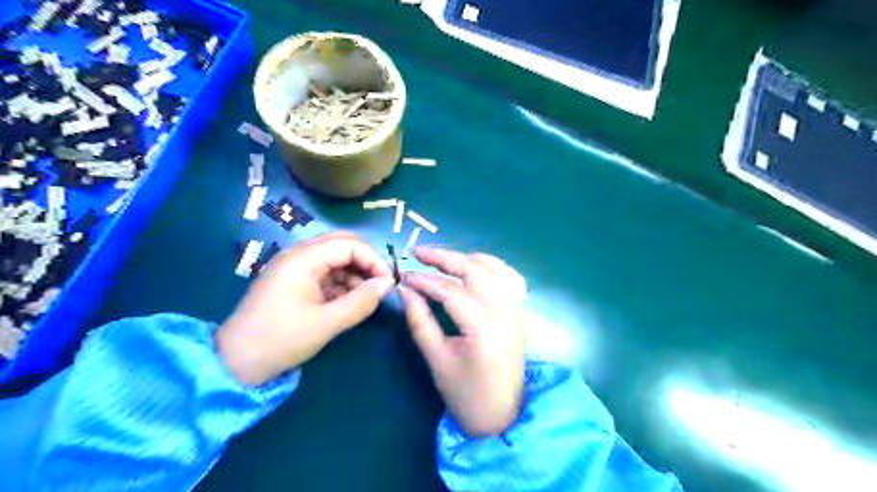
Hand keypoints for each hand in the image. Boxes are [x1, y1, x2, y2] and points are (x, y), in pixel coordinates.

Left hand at [218, 232, 394, 386]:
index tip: (388, 283)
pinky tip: (348, 302)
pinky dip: (342, 283)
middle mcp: (299, 255)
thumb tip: (388, 284)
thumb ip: (361, 302)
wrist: (235, 363)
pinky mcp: (294, 282)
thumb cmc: (281, 340)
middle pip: (342, 245)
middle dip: (365, 263)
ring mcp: (295, 268)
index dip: (373, 259)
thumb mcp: (326, 323)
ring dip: (355, 274)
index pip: (349, 244)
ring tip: (365, 298)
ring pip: (335, 259)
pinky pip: (326, 273)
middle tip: (380, 285)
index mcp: (303, 259)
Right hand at [400, 248, 527, 434]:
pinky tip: (475, 267)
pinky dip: (491, 266)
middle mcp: (506, 314)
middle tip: (419, 253)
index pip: (451, 292)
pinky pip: (510, 278)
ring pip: (496, 269)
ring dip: (468, 258)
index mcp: (484, 330)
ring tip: (443, 259)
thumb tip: (405, 289)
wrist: (501, 416)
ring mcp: (517, 312)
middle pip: (476, 271)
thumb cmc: (464, 393)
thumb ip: (420, 320)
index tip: (404, 276)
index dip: (425, 281)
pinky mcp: (519, 313)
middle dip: (446, 258)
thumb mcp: (436, 359)